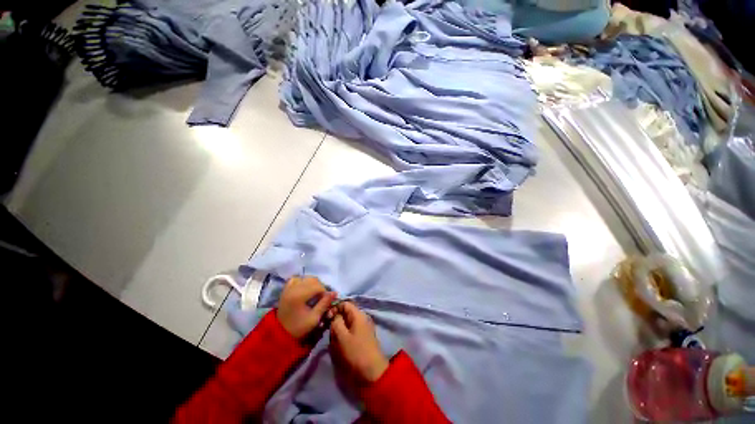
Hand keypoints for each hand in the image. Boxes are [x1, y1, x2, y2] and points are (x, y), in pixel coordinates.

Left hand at [277, 276, 336, 338]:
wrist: (280, 333)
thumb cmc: (298, 327)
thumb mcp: (314, 318)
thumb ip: (324, 303)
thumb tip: (334, 293)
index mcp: (299, 296)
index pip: (318, 286)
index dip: (325, 292)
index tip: (327, 300)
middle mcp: (293, 288)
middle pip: (312, 280)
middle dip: (320, 287)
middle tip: (321, 297)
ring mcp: (288, 288)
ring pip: (305, 278)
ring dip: (312, 283)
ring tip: (314, 293)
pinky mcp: (285, 289)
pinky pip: (296, 279)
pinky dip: (302, 281)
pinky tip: (305, 289)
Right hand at [329, 302, 388, 382]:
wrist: (372, 372)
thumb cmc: (356, 352)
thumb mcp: (342, 336)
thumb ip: (336, 322)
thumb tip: (334, 314)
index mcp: (359, 314)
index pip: (345, 304)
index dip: (334, 308)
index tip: (326, 318)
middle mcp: (362, 318)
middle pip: (346, 313)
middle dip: (336, 320)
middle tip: (328, 330)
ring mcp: (363, 327)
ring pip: (347, 323)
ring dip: (339, 329)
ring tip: (333, 339)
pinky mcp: (362, 337)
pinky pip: (350, 331)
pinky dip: (344, 335)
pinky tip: (339, 344)